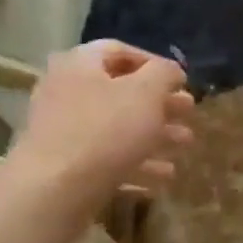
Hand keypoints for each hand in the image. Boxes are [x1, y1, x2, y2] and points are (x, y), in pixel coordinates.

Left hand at [6, 41, 194, 213]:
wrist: (53, 191)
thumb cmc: (105, 130)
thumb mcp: (147, 92)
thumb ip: (164, 74)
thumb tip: (172, 71)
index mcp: (80, 65)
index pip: (120, 51)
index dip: (155, 63)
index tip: (182, 81)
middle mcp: (66, 92)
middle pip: (121, 92)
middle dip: (161, 103)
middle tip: (189, 112)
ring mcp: (63, 131)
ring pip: (118, 127)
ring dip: (155, 134)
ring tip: (185, 145)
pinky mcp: (66, 165)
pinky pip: (108, 157)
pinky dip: (137, 162)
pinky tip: (164, 175)